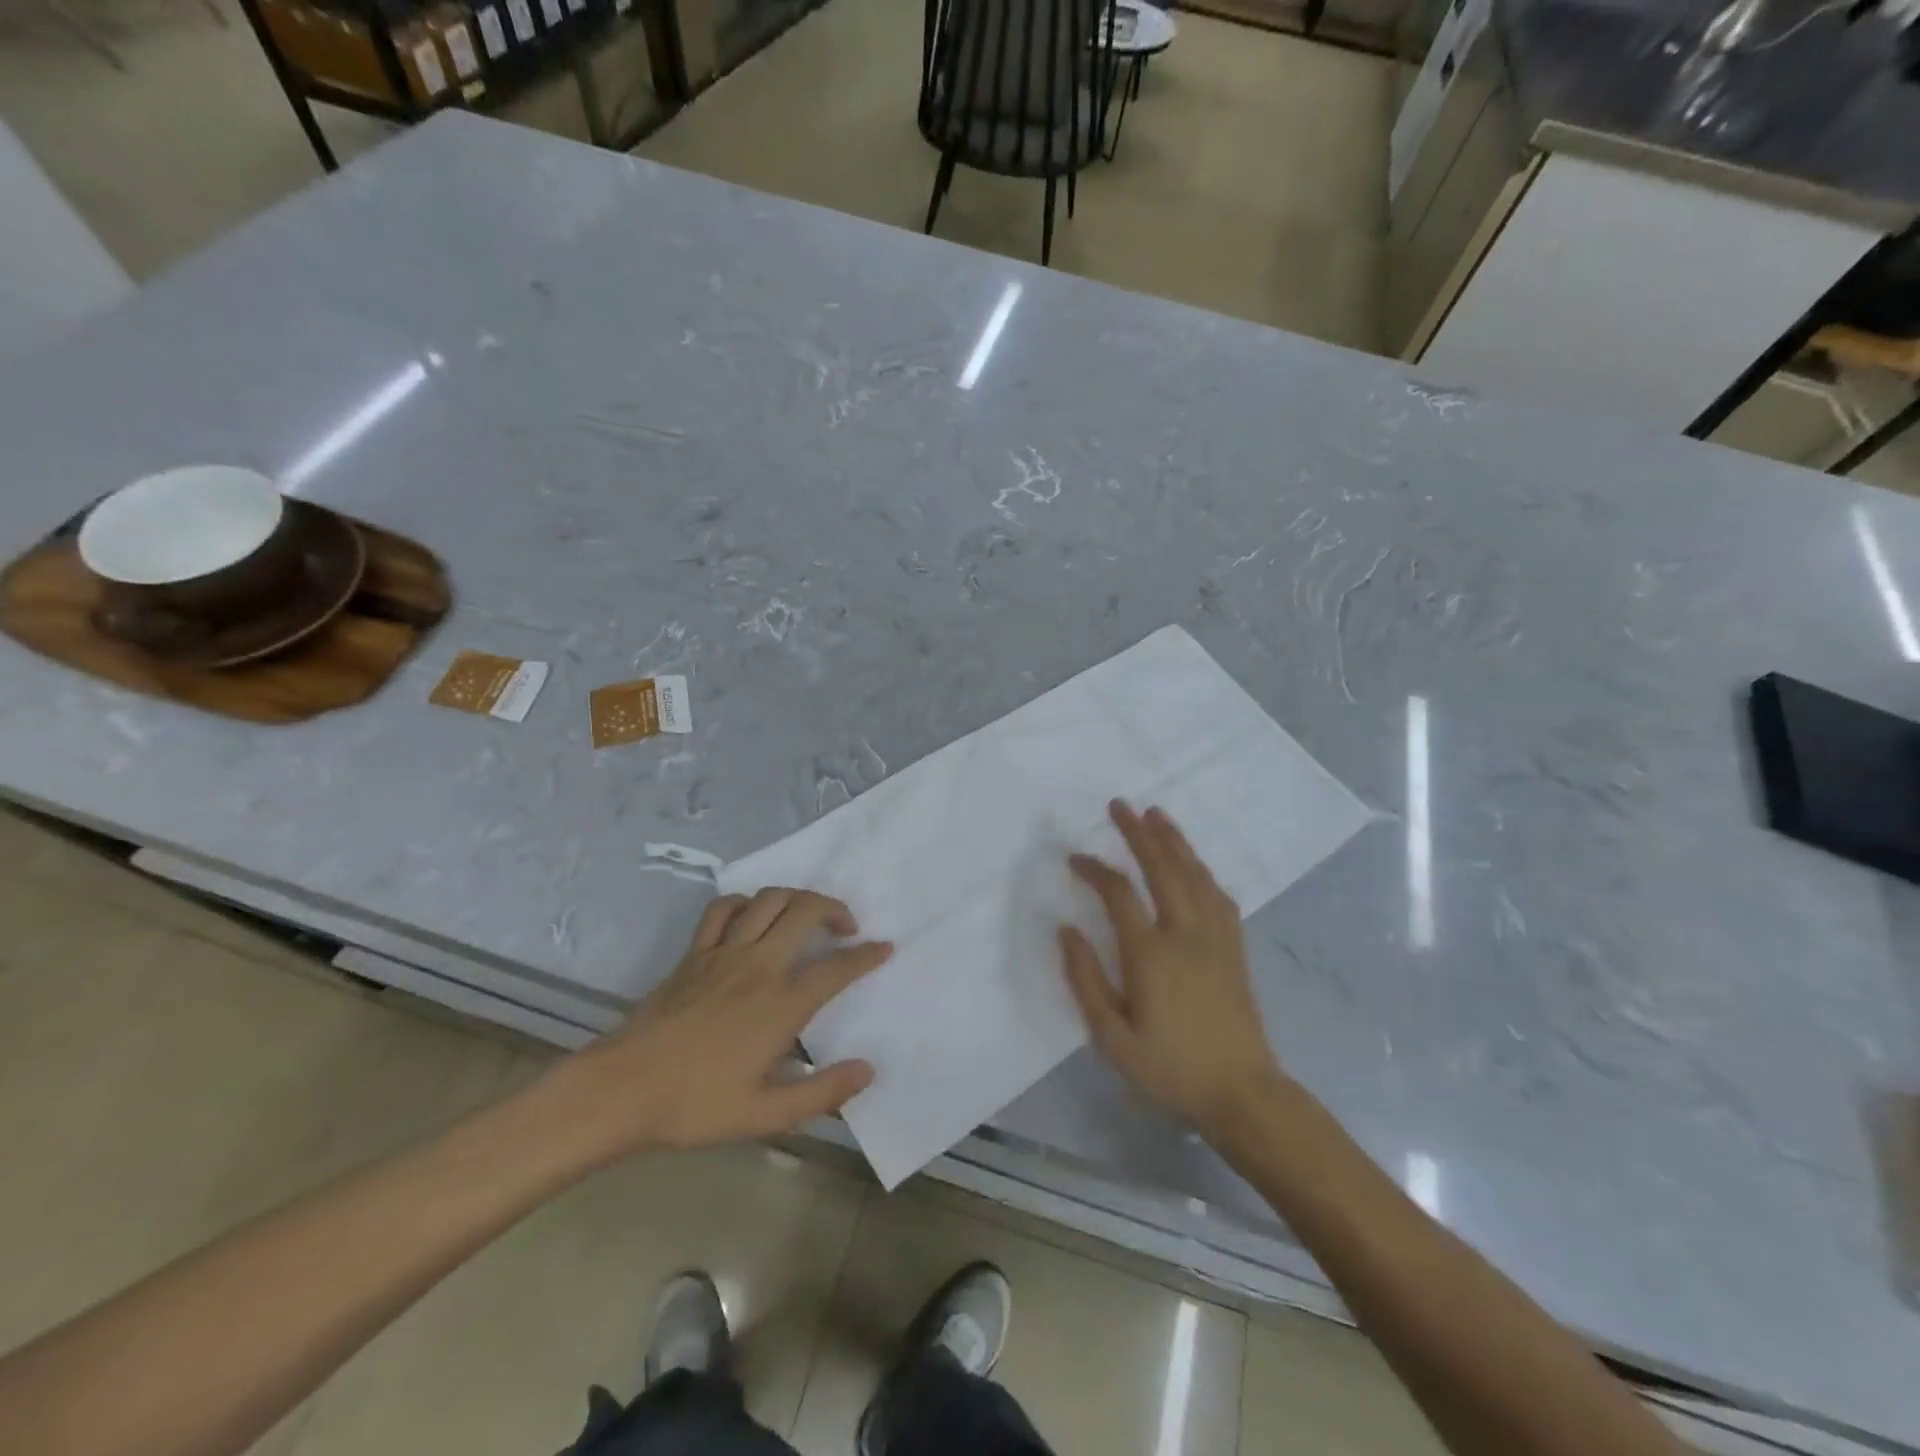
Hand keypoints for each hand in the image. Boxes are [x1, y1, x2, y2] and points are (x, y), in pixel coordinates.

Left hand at [552, 889, 890, 1161]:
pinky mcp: (694, 953)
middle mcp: (758, 966)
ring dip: (796, 898)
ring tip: (806, 914)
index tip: (884, 948)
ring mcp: (723, 953)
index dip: (866, 956)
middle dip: (835, 909)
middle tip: (847, 927)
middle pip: (805, 912)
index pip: (836, 968)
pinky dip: (744, 903)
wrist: (622, 1090)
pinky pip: (723, 910)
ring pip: (768, 900)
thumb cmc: (695, 1106)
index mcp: (781, 1004)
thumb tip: (867, 1071)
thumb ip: (821, 1093)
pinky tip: (751, 916)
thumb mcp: (765, 1115)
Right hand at [1060, 801, 1289, 1137]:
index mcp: (1151, 954)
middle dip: (1138, 833)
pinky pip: (1218, 894)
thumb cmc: (1169, 1067)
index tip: (1074, 858)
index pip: (1119, 894)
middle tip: (1119, 805)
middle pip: (1162, 868)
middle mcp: (1186, 933)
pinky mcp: (1234, 946)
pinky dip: (1201, 869)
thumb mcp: (1112, 1037)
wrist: (1241, 1091)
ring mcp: (1216, 937)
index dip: (1094, 869)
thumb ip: (1085, 979)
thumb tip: (1066, 929)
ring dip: (1173, 841)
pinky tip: (1193, 862)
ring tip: (1155, 815)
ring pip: (1194, 874)